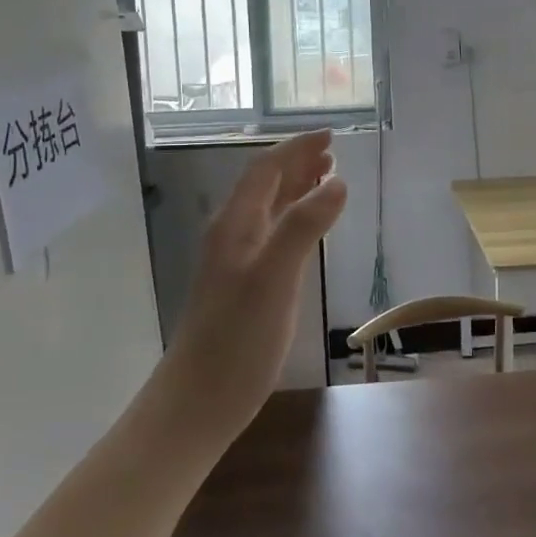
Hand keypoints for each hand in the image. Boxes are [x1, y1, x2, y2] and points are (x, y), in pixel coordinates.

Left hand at [165, 130, 346, 433]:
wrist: (198, 401)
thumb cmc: (237, 339)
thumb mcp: (275, 278)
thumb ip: (303, 227)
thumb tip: (337, 182)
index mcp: (236, 226)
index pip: (265, 170)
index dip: (296, 149)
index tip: (331, 136)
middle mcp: (233, 236)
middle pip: (265, 186)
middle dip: (297, 163)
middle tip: (333, 153)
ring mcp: (237, 262)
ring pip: (268, 210)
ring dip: (296, 188)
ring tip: (326, 177)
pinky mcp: (245, 287)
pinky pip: (272, 236)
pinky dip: (294, 219)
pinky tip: (308, 230)